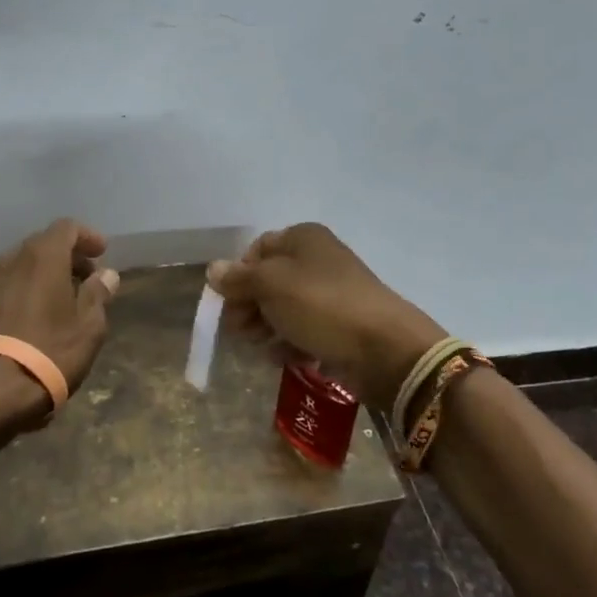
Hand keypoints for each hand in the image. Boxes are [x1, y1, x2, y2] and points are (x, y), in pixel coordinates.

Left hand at [0, 218, 121, 403]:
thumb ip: (98, 293)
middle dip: (67, 256)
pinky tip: (36, 313)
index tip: (102, 255)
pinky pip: (8, 283)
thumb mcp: (88, 326)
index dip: (87, 237)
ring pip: (23, 263)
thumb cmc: (50, 351)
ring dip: (45, 272)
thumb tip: (106, 275)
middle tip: (87, 279)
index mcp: (43, 256)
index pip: (67, 227)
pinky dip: (25, 288)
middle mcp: (13, 258)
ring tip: (62, 298)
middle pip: (43, 243)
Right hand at [206, 223, 445, 409]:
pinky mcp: (340, 324)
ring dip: (267, 326)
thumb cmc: (321, 305)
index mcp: (303, 238)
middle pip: (269, 279)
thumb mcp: (271, 286)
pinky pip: (305, 329)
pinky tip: (284, 358)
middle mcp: (318, 259)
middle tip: (240, 331)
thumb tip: (213, 270)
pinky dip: (290, 342)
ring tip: (262, 346)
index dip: (239, 275)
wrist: (383, 348)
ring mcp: (331, 292)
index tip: (228, 303)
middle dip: (250, 305)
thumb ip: (239, 279)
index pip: (257, 249)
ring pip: (285, 307)